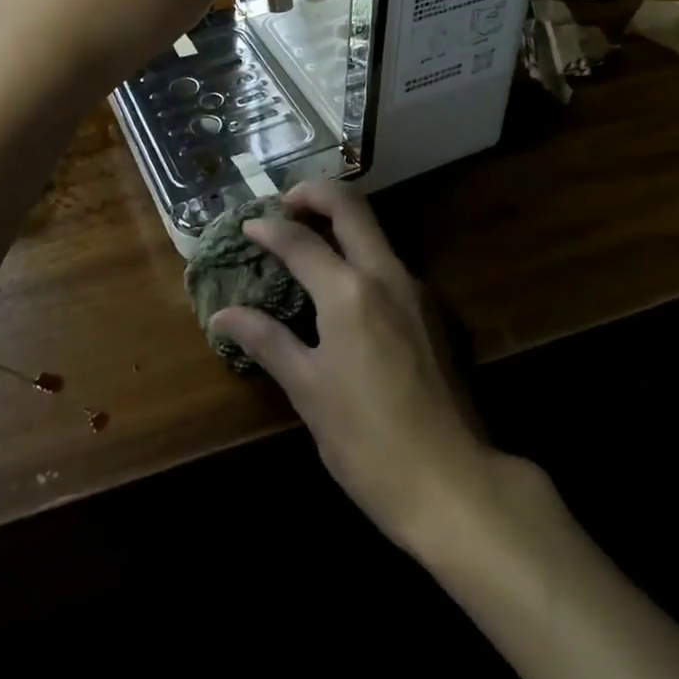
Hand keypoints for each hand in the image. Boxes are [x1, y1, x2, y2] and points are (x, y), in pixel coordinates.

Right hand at [209, 181, 491, 549]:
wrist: (454, 484)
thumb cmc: (368, 442)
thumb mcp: (308, 391)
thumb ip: (267, 341)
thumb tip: (223, 314)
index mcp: (349, 291)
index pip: (300, 240)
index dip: (268, 228)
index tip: (246, 226)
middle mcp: (385, 274)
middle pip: (350, 206)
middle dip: (313, 193)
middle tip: (283, 204)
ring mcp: (414, 289)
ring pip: (374, 229)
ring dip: (339, 219)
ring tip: (305, 236)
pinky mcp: (430, 310)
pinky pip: (387, 259)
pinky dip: (357, 251)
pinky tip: (339, 282)